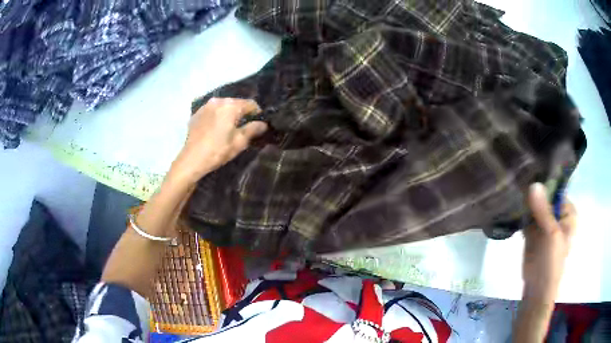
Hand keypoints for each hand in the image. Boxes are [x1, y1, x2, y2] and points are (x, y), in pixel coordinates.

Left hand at [169, 97, 267, 184]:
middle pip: (236, 103)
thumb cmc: (218, 151)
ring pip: (223, 106)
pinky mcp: (197, 113)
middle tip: (244, 127)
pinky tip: (216, 129)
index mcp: (231, 106)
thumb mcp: (240, 142)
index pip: (251, 104)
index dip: (258, 113)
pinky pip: (212, 111)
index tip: (258, 124)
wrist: (191, 160)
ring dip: (229, 114)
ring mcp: (206, 106)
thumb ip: (253, 129)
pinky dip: (217, 116)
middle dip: (242, 113)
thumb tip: (263, 124)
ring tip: (229, 128)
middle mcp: (218, 101)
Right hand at [522, 183, 576, 302]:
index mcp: (567, 212)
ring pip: (535, 206)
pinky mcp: (533, 231)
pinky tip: (512, 205)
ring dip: (526, 201)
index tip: (529, 174)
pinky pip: (527, 216)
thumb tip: (533, 183)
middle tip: (518, 181)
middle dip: (533, 192)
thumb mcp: (550, 234)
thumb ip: (543, 210)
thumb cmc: (551, 262)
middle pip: (545, 197)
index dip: (544, 182)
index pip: (556, 189)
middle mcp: (557, 214)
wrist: (537, 288)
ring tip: (513, 191)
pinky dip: (521, 212)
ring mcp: (545, 223)